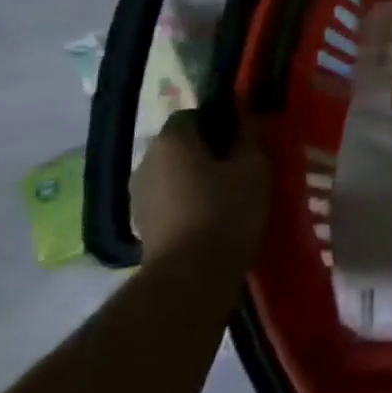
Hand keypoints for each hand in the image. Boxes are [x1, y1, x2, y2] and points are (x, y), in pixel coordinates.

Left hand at [130, 110, 269, 272]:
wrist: (190, 278)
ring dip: (195, 181)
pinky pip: (168, 202)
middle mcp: (146, 161)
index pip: (193, 114)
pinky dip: (186, 206)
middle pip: (180, 146)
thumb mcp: (254, 168)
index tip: (243, 141)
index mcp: (172, 140)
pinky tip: (210, 222)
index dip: (219, 123)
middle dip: (207, 153)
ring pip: (173, 175)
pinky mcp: (140, 227)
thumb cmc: (226, 212)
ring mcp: (138, 196)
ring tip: (227, 199)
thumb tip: (245, 122)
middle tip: (239, 169)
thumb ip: (249, 138)